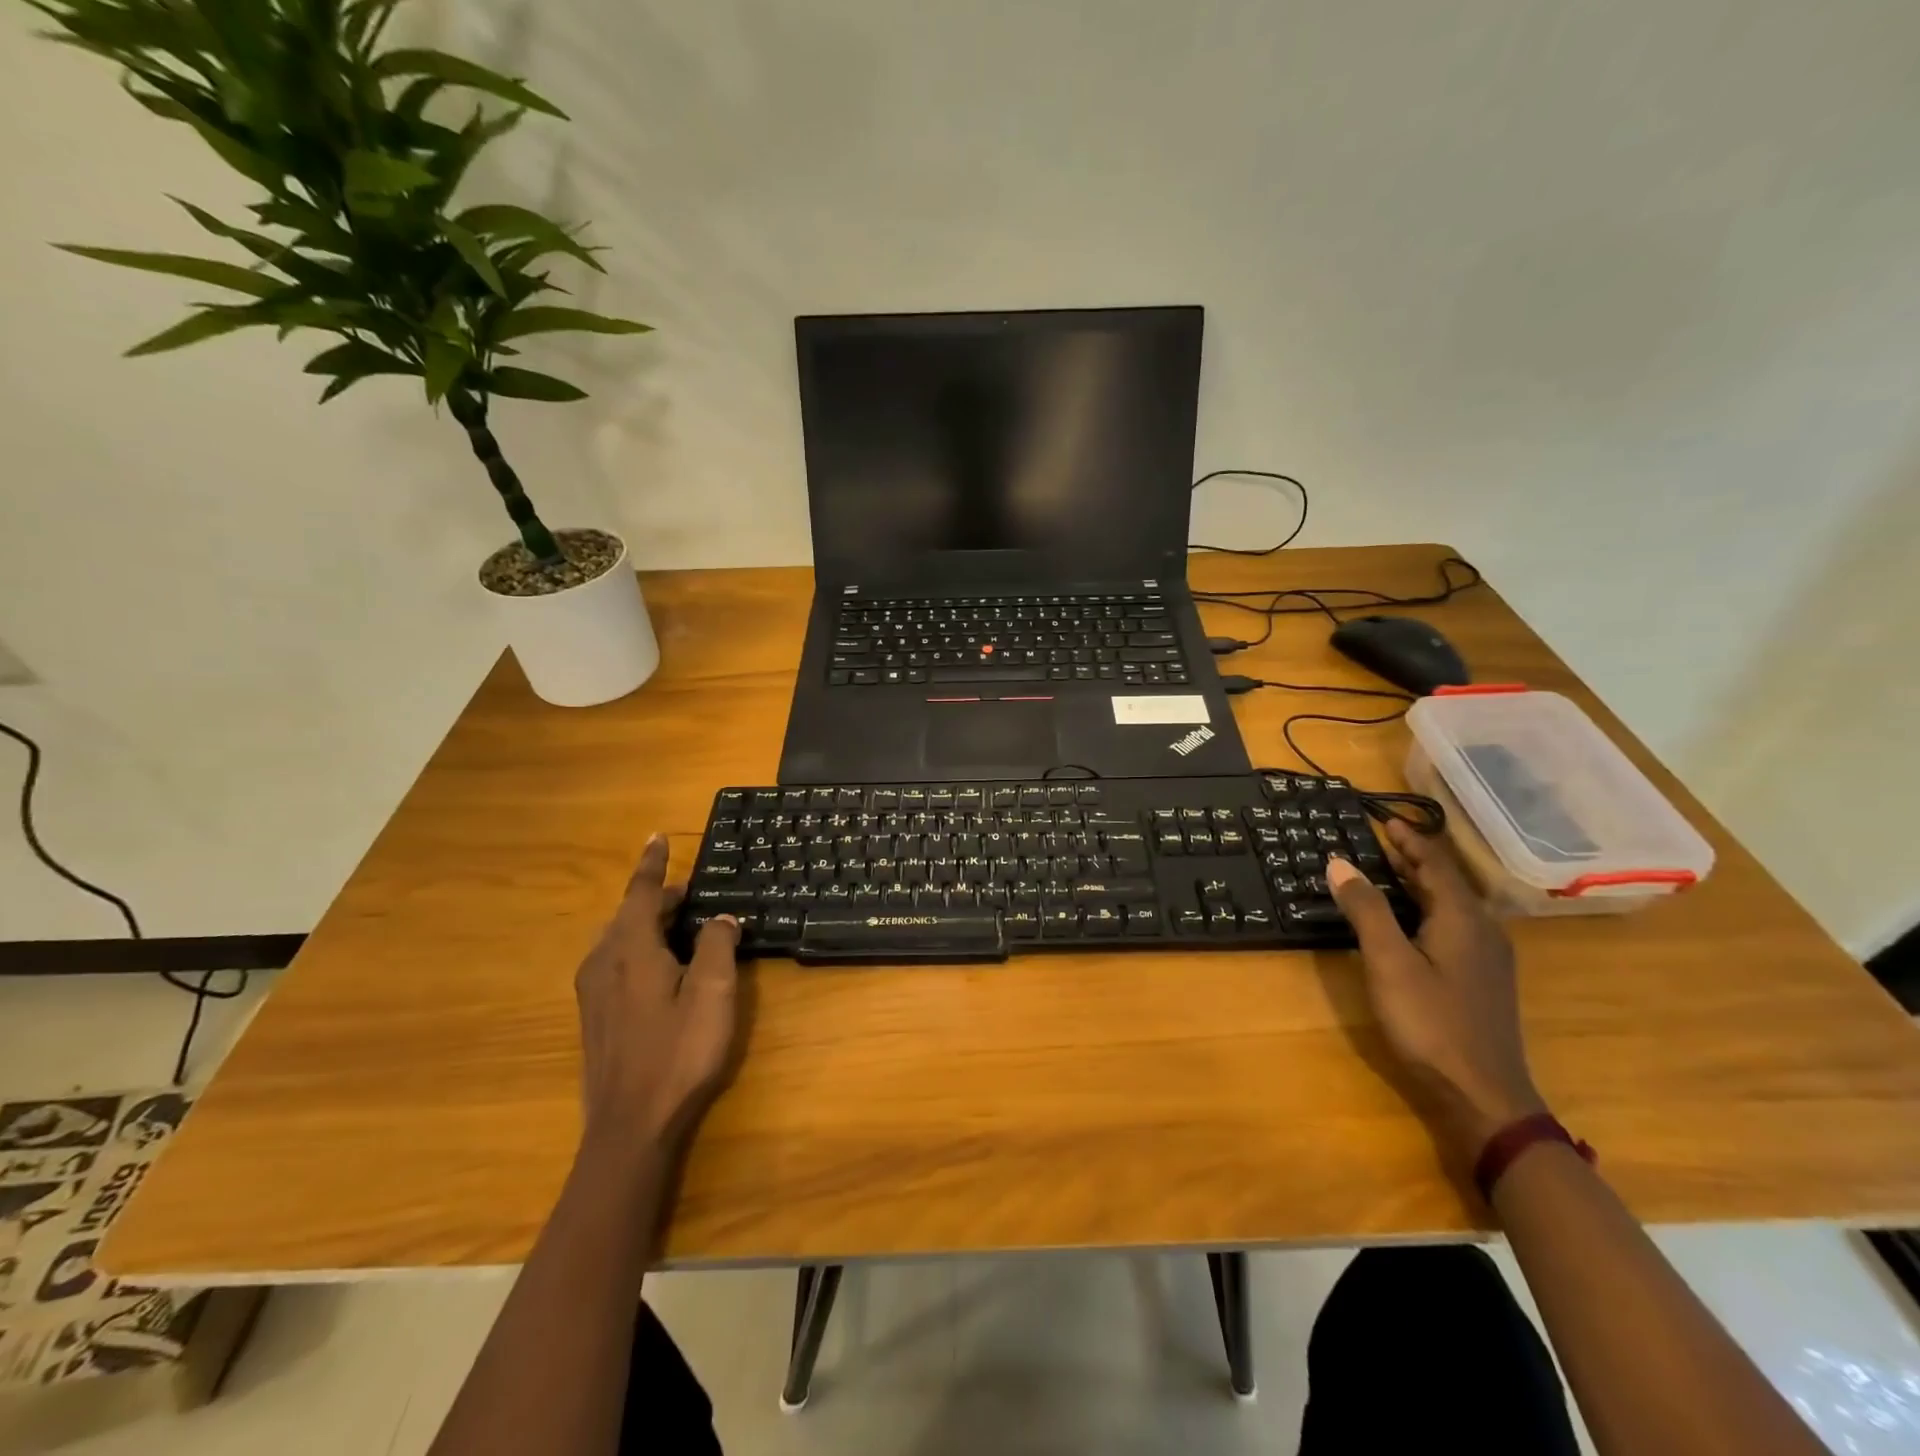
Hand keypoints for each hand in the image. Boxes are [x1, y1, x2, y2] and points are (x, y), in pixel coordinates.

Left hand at [573, 834, 742, 1154]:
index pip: (642, 892)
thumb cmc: (678, 1053)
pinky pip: (614, 962)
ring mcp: (592, 992)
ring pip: (618, 939)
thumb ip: (716, 945)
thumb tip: (721, 918)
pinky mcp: (594, 1017)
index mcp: (630, 949)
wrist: (630, 1128)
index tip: (657, 837)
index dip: (653, 864)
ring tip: (679, 924)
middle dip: (658, 897)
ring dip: (648, 923)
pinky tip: (659, 966)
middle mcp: (602, 962)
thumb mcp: (712, 992)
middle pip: (628, 915)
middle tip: (691, 891)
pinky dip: (638, 947)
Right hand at [1326, 821, 1545, 1165]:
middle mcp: (1482, 930)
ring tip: (1385, 872)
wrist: (1484, 1096)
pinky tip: (1406, 921)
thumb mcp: (1389, 962)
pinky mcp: (1481, 980)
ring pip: (1449, 905)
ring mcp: (1486, 958)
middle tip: (1378, 842)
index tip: (1384, 819)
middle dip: (1412, 859)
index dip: (1409, 839)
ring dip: (1417, 884)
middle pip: (1445, 882)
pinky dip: (1424, 909)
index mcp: (1463, 918)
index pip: (1435, 863)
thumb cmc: (1431, 1023)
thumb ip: (1366, 909)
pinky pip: (1451, 926)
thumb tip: (1340, 862)